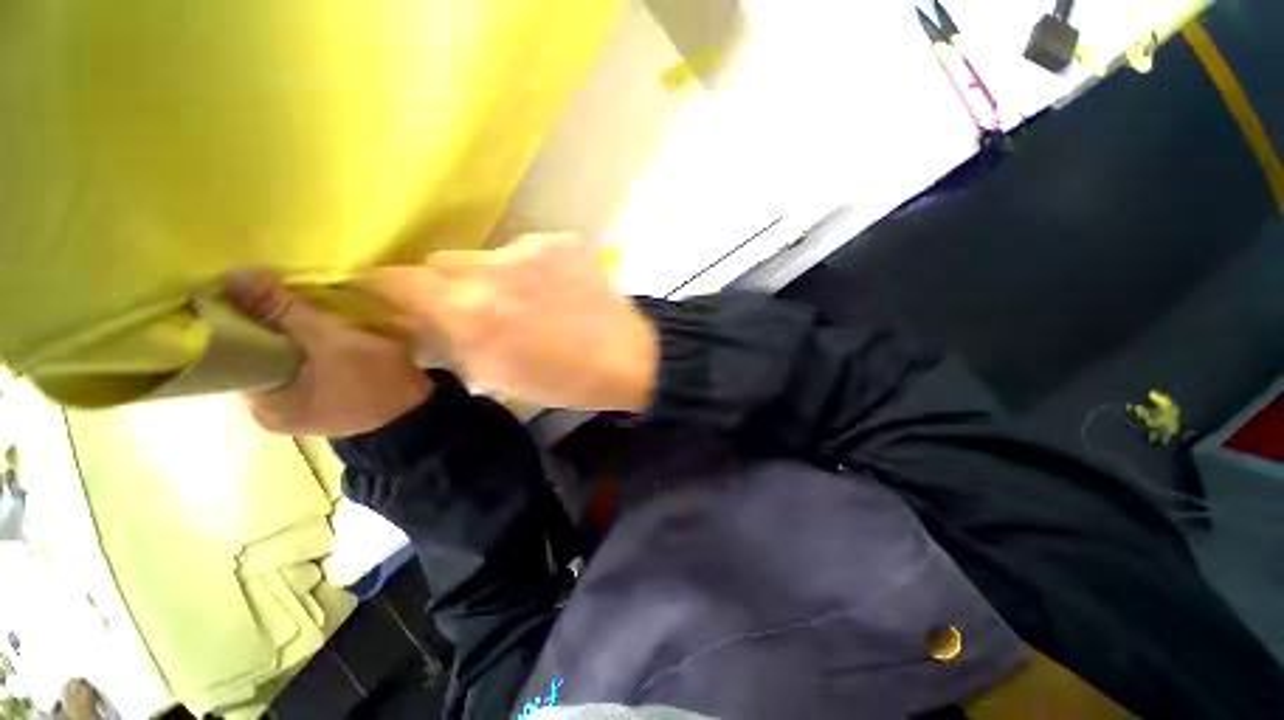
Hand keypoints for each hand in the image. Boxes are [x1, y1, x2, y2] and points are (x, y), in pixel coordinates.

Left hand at [225, 270, 432, 435]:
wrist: (420, 416)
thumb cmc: (376, 381)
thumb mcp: (333, 341)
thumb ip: (285, 310)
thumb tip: (236, 275)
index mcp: (264, 405)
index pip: (233, 355)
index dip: (240, 321)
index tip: (252, 293)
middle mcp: (273, 412)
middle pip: (259, 359)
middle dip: (270, 329)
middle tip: (283, 298)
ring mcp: (302, 411)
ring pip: (285, 364)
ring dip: (293, 339)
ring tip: (305, 313)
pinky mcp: (327, 405)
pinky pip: (306, 371)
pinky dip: (311, 352)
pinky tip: (325, 336)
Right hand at [367, 233, 658, 411]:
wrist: (626, 356)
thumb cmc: (561, 379)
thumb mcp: (493, 374)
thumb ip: (446, 339)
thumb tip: (413, 315)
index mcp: (470, 311)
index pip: (394, 279)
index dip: (384, 288)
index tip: (390, 298)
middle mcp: (492, 269)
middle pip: (440, 261)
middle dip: (442, 284)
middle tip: (469, 307)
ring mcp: (531, 249)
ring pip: (485, 255)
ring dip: (490, 277)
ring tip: (522, 302)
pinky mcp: (561, 240)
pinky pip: (527, 250)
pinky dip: (528, 269)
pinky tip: (553, 290)